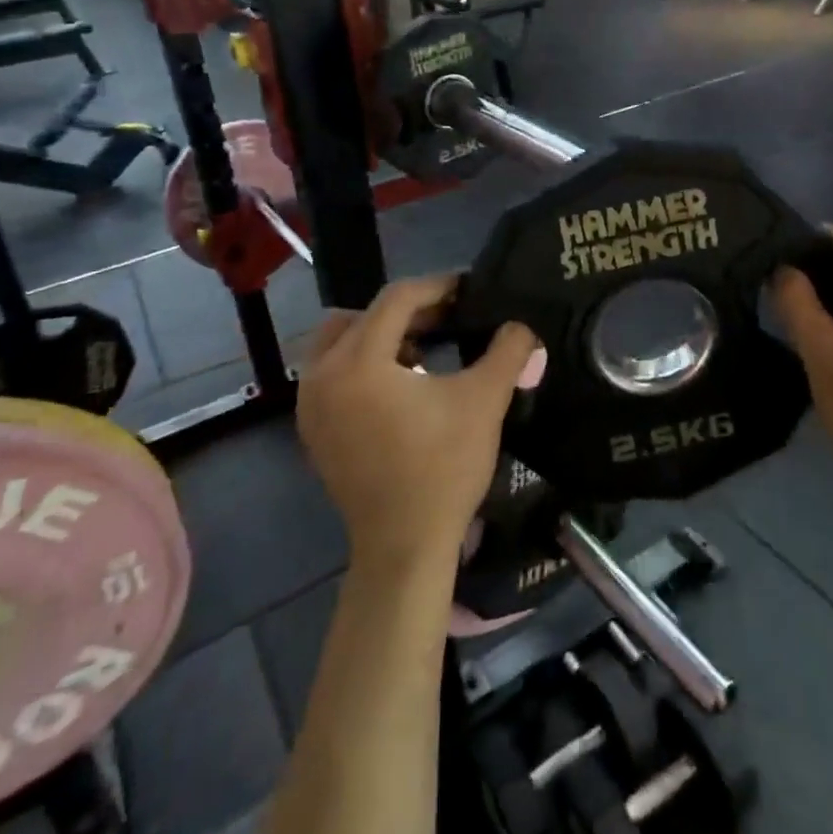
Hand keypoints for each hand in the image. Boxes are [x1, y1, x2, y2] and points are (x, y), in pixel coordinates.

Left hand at [298, 275, 541, 571]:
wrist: (404, 546)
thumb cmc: (443, 468)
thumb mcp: (484, 401)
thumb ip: (507, 351)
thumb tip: (522, 325)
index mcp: (359, 361)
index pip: (396, 299)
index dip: (437, 287)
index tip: (469, 290)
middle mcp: (322, 374)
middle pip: (361, 314)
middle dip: (407, 310)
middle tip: (447, 318)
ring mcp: (310, 404)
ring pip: (340, 341)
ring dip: (380, 335)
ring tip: (423, 351)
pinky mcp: (312, 429)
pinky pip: (332, 372)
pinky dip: (362, 363)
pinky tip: (401, 385)